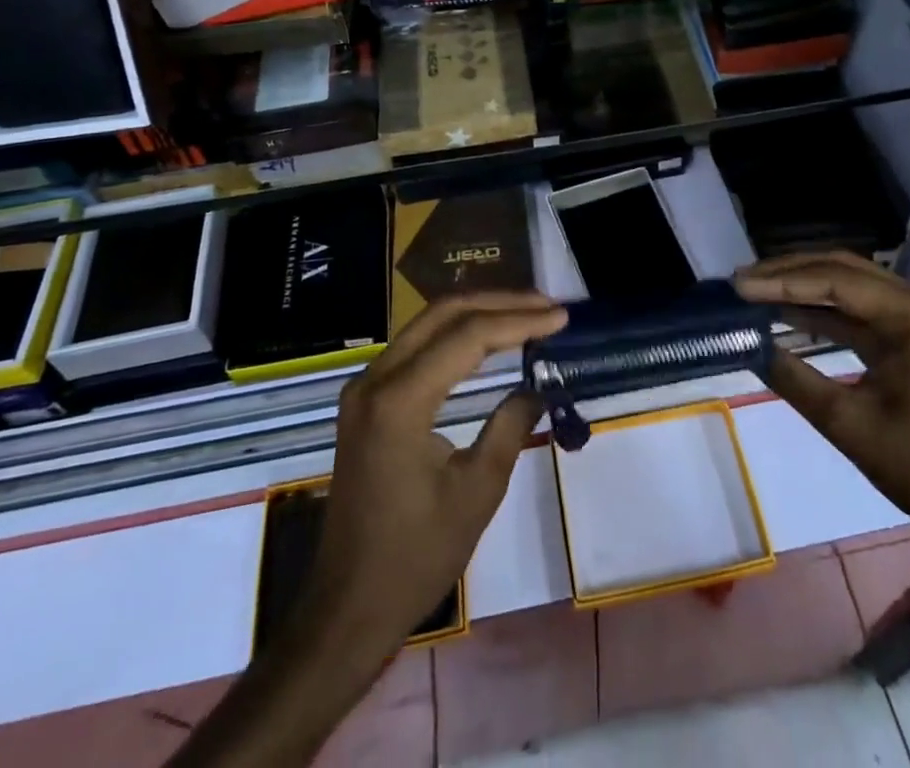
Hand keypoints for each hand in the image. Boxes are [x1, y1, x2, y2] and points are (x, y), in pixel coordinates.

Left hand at [299, 293, 566, 657]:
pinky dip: (455, 334)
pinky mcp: (366, 400)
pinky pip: (415, 346)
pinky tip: (487, 338)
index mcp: (400, 401)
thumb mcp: (477, 492)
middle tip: (547, 305)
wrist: (348, 608)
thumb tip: (538, 385)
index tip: (561, 317)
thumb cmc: (416, 557)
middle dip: (499, 302)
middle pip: (443, 314)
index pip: (468, 336)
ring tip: (527, 313)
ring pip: (427, 324)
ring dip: (478, 313)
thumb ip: (511, 426)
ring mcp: (365, 387)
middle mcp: (375, 379)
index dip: (519, 320)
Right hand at [735, 252, 909, 544]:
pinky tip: (785, 312)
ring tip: (754, 290)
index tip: (739, 286)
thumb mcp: (847, 423)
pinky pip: (858, 308)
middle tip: (742, 281)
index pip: (836, 282)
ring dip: (801, 286)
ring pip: (848, 283)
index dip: (782, 281)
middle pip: (842, 270)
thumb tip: (749, 345)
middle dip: (788, 273)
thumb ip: (793, 377)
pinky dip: (820, 309)